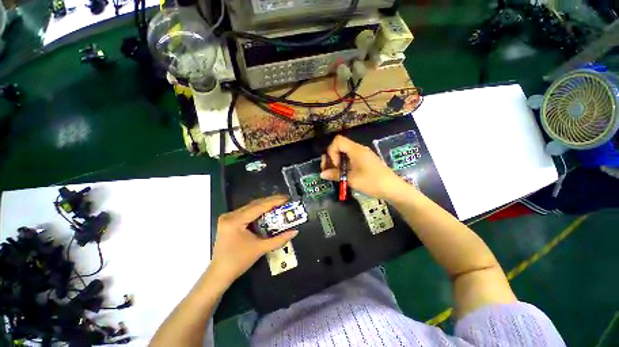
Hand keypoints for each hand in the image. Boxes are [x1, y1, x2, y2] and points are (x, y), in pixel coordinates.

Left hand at [209, 195, 297, 283]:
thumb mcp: (260, 249)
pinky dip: (258, 210)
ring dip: (265, 204)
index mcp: (236, 221)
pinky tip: (267, 210)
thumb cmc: (239, 261)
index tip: (287, 198)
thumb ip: (279, 239)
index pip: (259, 207)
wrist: (220, 273)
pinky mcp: (229, 220)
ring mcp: (228, 217)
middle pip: (254, 204)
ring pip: (250, 206)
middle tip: (285, 199)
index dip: (274, 201)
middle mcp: (230, 215)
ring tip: (279, 203)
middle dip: (271, 200)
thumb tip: (295, 232)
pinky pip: (246, 211)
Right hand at [320, 135, 404, 200]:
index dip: (332, 151)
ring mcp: (362, 155)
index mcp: (356, 150)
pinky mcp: (365, 161)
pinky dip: (344, 165)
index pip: (338, 141)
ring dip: (337, 162)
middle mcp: (359, 149)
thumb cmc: (372, 182)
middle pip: (339, 146)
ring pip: (344, 153)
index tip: (335, 165)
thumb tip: (322, 174)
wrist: (393, 189)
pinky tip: (344, 175)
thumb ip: (335, 175)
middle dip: (331, 157)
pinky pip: (350, 158)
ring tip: (335, 174)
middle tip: (329, 170)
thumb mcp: (352, 179)